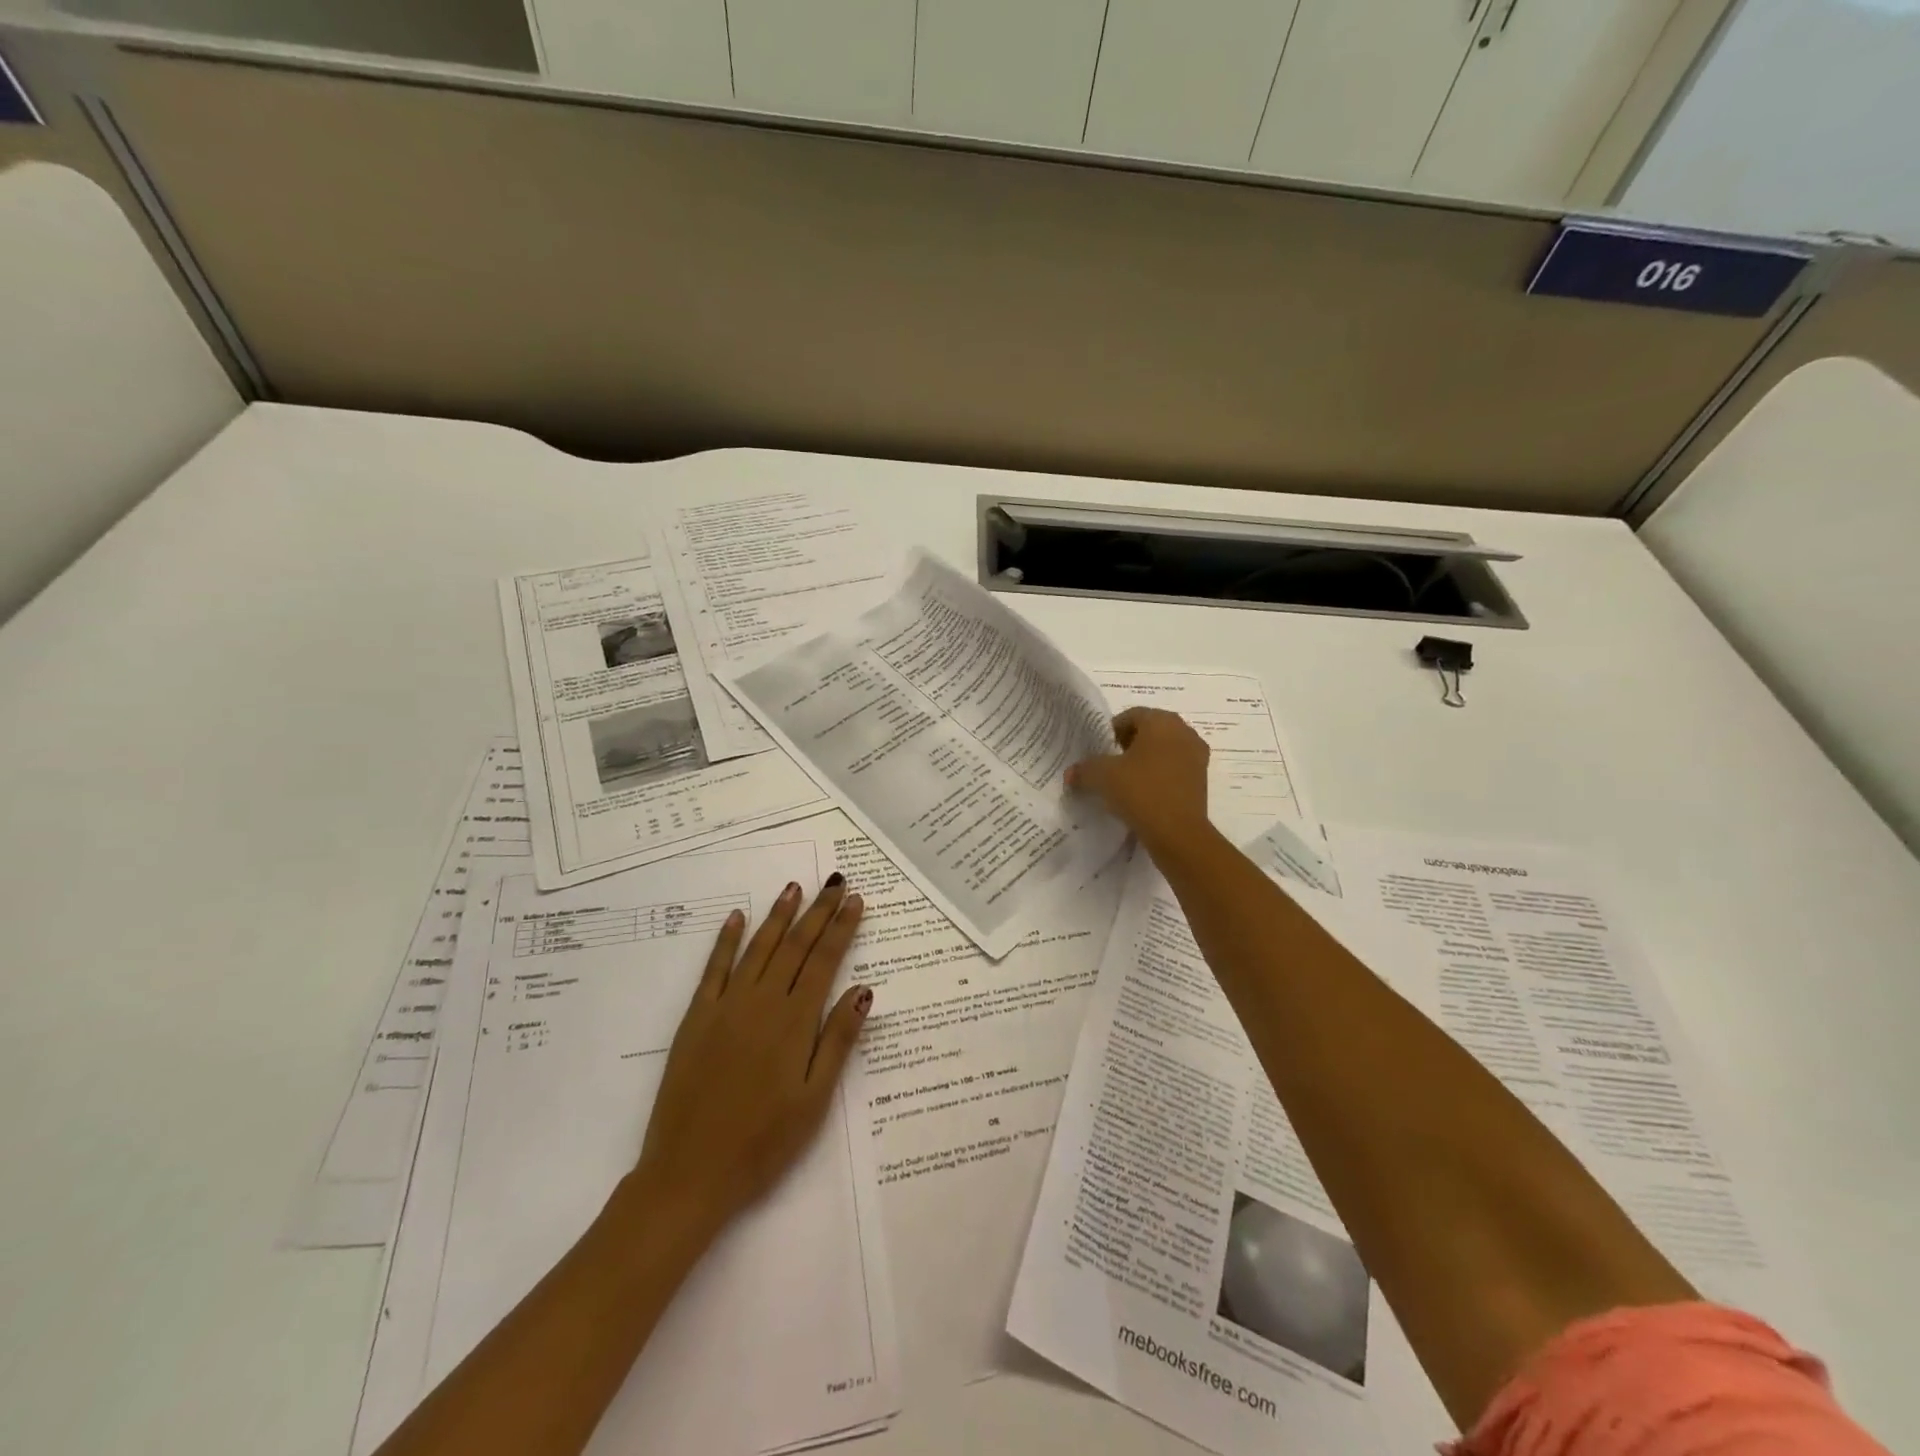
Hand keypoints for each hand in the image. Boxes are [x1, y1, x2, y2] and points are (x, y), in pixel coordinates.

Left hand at [619, 876, 870, 1247]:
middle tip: (835, 882)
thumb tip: (863, 990)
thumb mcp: (814, 1099)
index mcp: (794, 1022)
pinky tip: (737, 917)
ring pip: (758, 948)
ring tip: (794, 888)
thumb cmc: (763, 1142)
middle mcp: (762, 1003)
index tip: (855, 900)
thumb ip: (837, 1040)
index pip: (824, 962)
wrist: (690, 1173)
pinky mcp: (696, 1018)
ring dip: (778, 915)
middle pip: (795, 946)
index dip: (842, 929)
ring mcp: (726, 1007)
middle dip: (818, 912)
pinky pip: (714, 969)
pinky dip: (726, 940)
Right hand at [1065, 707, 1210, 849]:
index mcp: (1161, 721)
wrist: (1178, 833)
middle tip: (1110, 764)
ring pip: (1164, 751)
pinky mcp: (1202, 780)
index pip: (1131, 715)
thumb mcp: (1102, 776)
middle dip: (1128, 745)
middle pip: (1150, 731)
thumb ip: (1084, 769)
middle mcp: (1184, 732)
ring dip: (1145, 761)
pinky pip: (1174, 770)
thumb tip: (1070, 774)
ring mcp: (1197, 756)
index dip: (1111, 731)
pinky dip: (1159, 776)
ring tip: (1126, 781)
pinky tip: (1143, 795)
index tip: (1098, 750)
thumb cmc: (1140, 791)